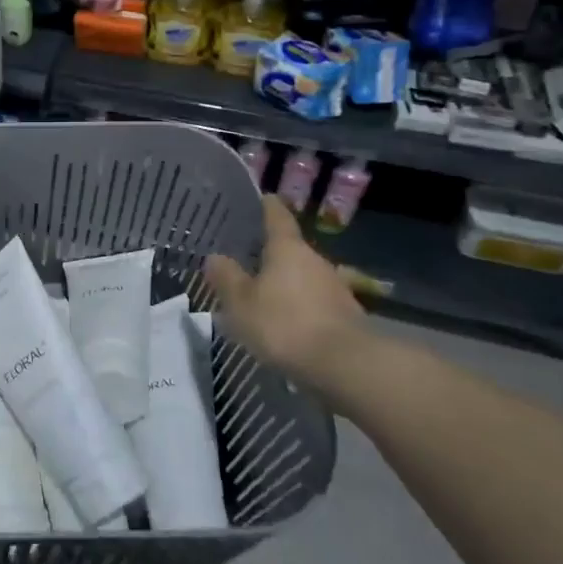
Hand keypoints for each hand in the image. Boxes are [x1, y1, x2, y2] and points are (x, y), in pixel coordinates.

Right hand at [205, 196, 372, 389]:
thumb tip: (215, 257)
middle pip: (291, 250)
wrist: (346, 366)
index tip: (262, 197)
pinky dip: (300, 308)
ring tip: (263, 297)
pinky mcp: (346, 316)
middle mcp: (315, 261)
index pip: (277, 216)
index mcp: (287, 249)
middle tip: (247, 260)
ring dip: (286, 284)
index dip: (267, 206)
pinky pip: (316, 304)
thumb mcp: (241, 303)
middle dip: (271, 254)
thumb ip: (226, 278)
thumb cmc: (285, 324)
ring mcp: (335, 288)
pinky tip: (287, 325)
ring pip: (304, 278)